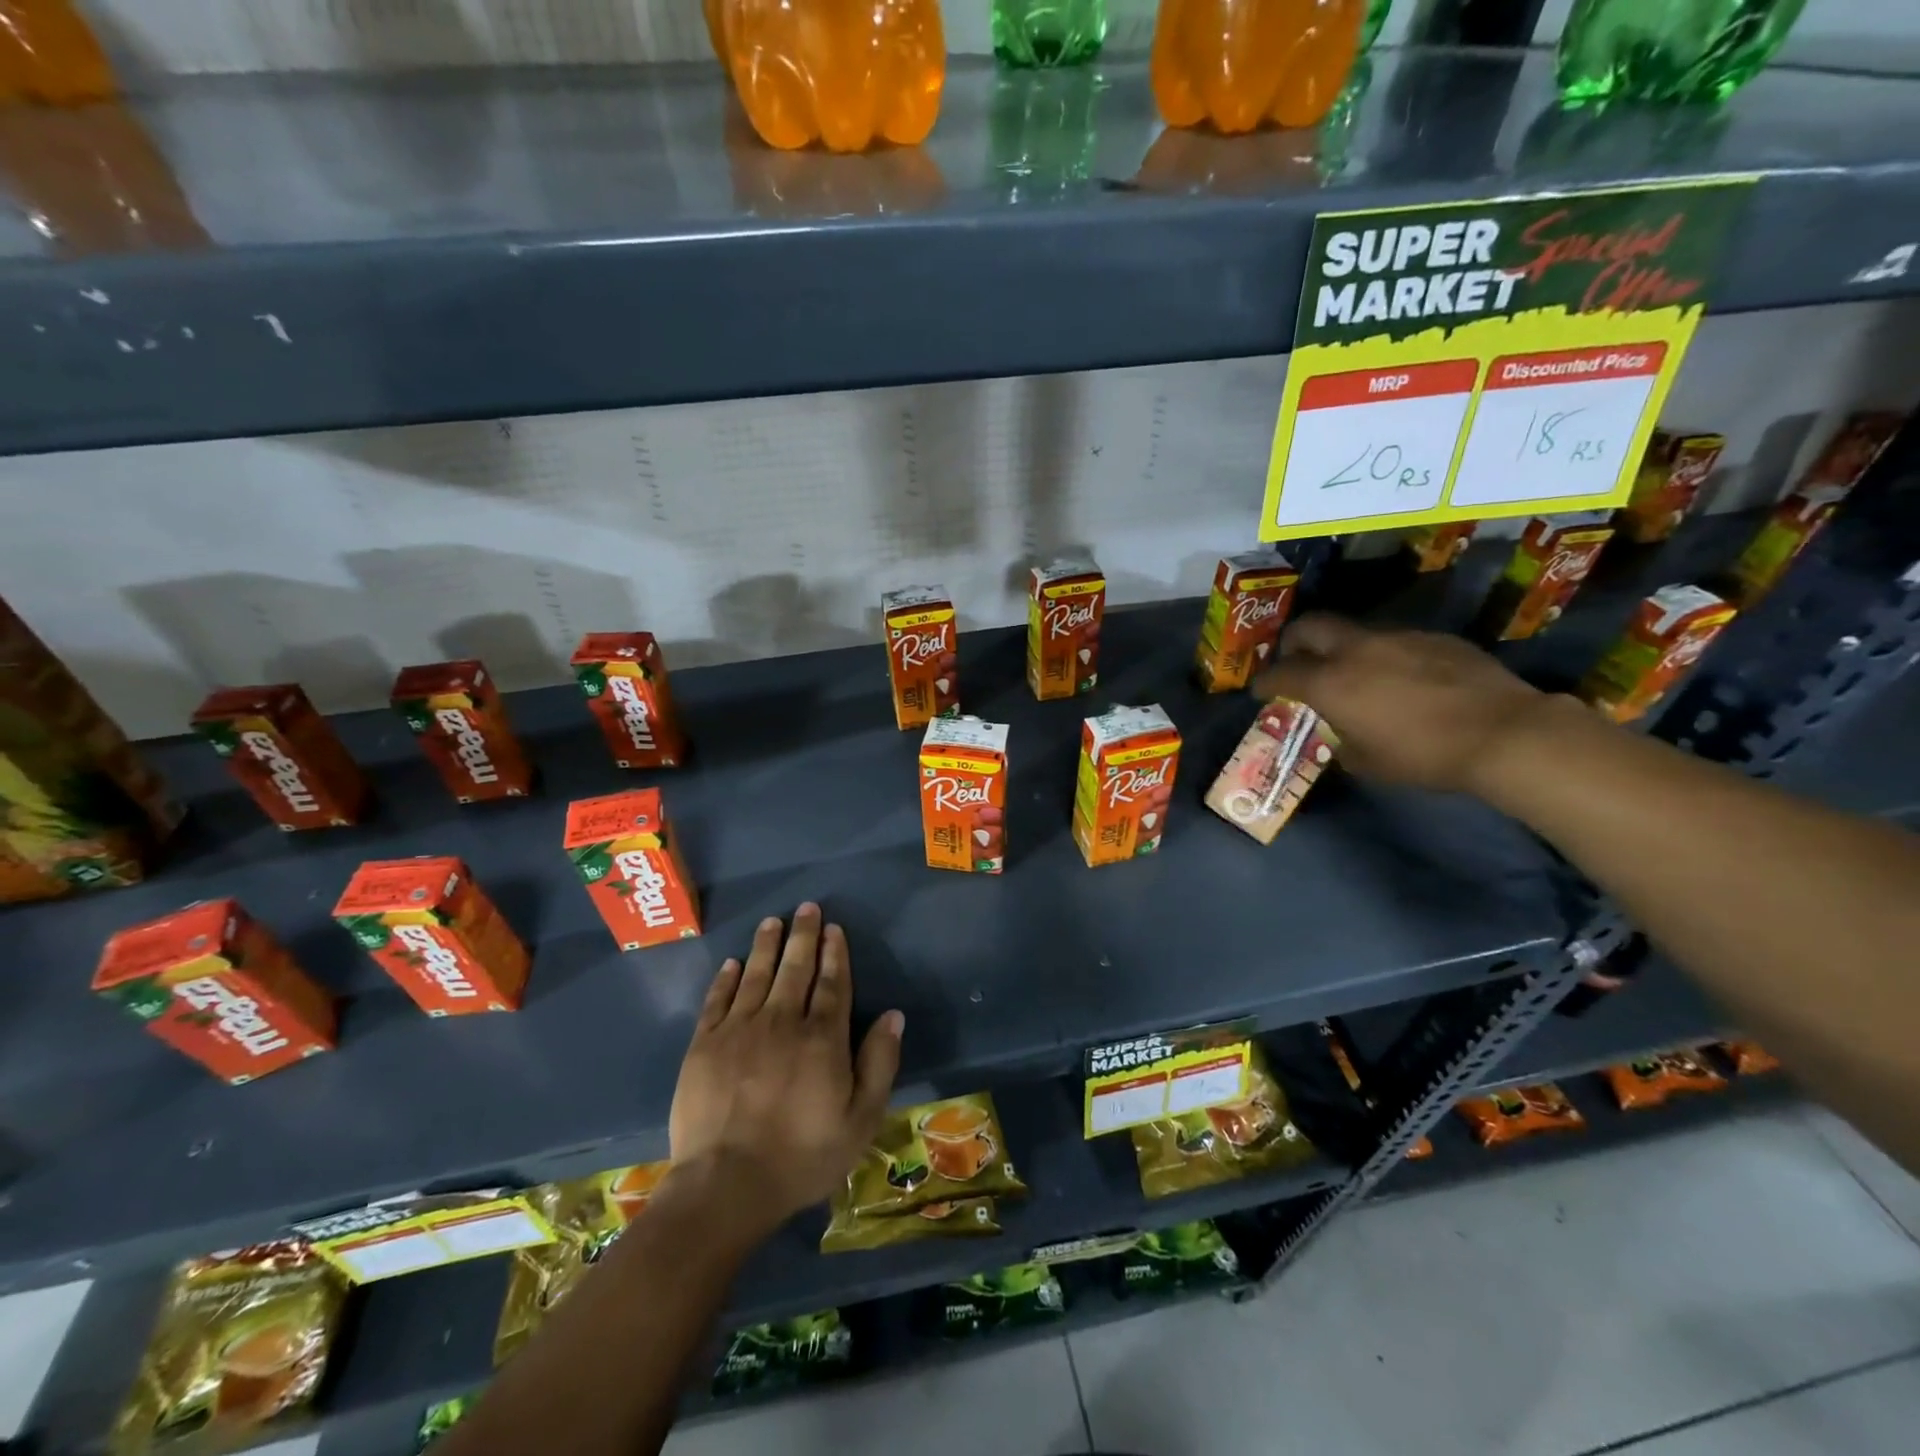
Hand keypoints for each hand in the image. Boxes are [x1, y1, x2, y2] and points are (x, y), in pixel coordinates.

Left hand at [668, 904, 902, 1242]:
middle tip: (807, 908)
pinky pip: (718, 1000)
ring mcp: (739, 1030)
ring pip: (757, 975)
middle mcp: (782, 1021)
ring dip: (767, 946)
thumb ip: (879, 1063)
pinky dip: (727, 979)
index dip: (834, 953)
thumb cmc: (802, 1157)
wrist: (726, 1186)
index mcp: (822, 1038)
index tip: (833, 929)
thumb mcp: (860, 1120)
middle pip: (796, 969)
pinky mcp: (704, 1045)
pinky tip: (733, 963)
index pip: (832, 984)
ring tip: (772, 922)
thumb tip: (893, 1015)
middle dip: (803, 936)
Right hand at [1252, 613, 1544, 793]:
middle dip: (1294, 642)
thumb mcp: (1367, 762)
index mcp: (1331, 683)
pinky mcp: (1435, 638)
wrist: (1503, 733)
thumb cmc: (1422, 756)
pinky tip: (1406, 681)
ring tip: (1356, 676)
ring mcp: (1399, 638)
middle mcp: (1357, 650)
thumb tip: (1340, 733)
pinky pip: (1397, 642)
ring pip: (1356, 633)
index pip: (1281, 674)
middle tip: (1295, 660)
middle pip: (1310, 627)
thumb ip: (1342, 741)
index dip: (1265, 683)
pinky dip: (1387, 657)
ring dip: (1344, 650)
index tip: (1261, 691)